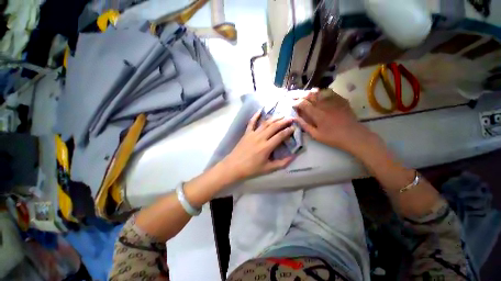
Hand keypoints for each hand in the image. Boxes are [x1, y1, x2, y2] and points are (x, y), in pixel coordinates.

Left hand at [221, 110, 295, 180]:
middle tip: (291, 118)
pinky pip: (251, 122)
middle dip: (283, 121)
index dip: (288, 131)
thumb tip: (293, 157)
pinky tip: (260, 110)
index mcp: (266, 147)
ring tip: (281, 115)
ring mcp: (252, 134)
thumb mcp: (268, 169)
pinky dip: (255, 116)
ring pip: (265, 123)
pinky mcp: (246, 133)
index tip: (294, 127)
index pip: (280, 136)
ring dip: (274, 118)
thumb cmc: (251, 169)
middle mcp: (260, 138)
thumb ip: (282, 163)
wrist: (234, 166)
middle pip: (274, 127)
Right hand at [293, 89, 374, 153]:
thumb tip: (295, 118)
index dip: (296, 103)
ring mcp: (333, 101)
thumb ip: (305, 125)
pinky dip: (321, 91)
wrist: (353, 135)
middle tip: (293, 95)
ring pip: (319, 92)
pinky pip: (329, 92)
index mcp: (317, 114)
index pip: (303, 104)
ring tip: (303, 93)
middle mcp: (324, 105)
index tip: (291, 104)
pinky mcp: (340, 100)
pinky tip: (318, 92)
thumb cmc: (333, 137)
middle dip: (299, 94)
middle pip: (309, 95)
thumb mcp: (316, 135)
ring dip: (309, 92)